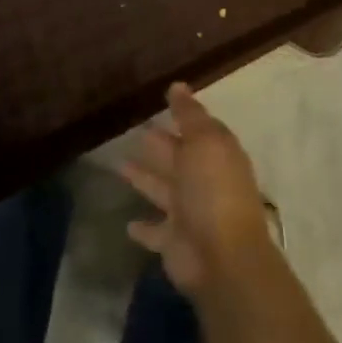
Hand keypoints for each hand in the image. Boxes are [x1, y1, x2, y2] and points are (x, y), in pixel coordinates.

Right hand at [119, 84, 274, 295]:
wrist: (221, 257)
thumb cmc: (213, 190)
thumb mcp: (204, 142)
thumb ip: (189, 115)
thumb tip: (178, 85)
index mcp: (217, 154)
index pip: (199, 129)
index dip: (183, 114)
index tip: (162, 99)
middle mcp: (204, 181)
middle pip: (178, 157)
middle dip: (160, 144)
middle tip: (134, 129)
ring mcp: (189, 213)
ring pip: (162, 189)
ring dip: (144, 178)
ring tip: (119, 164)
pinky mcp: (173, 242)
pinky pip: (155, 232)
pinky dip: (143, 227)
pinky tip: (127, 223)